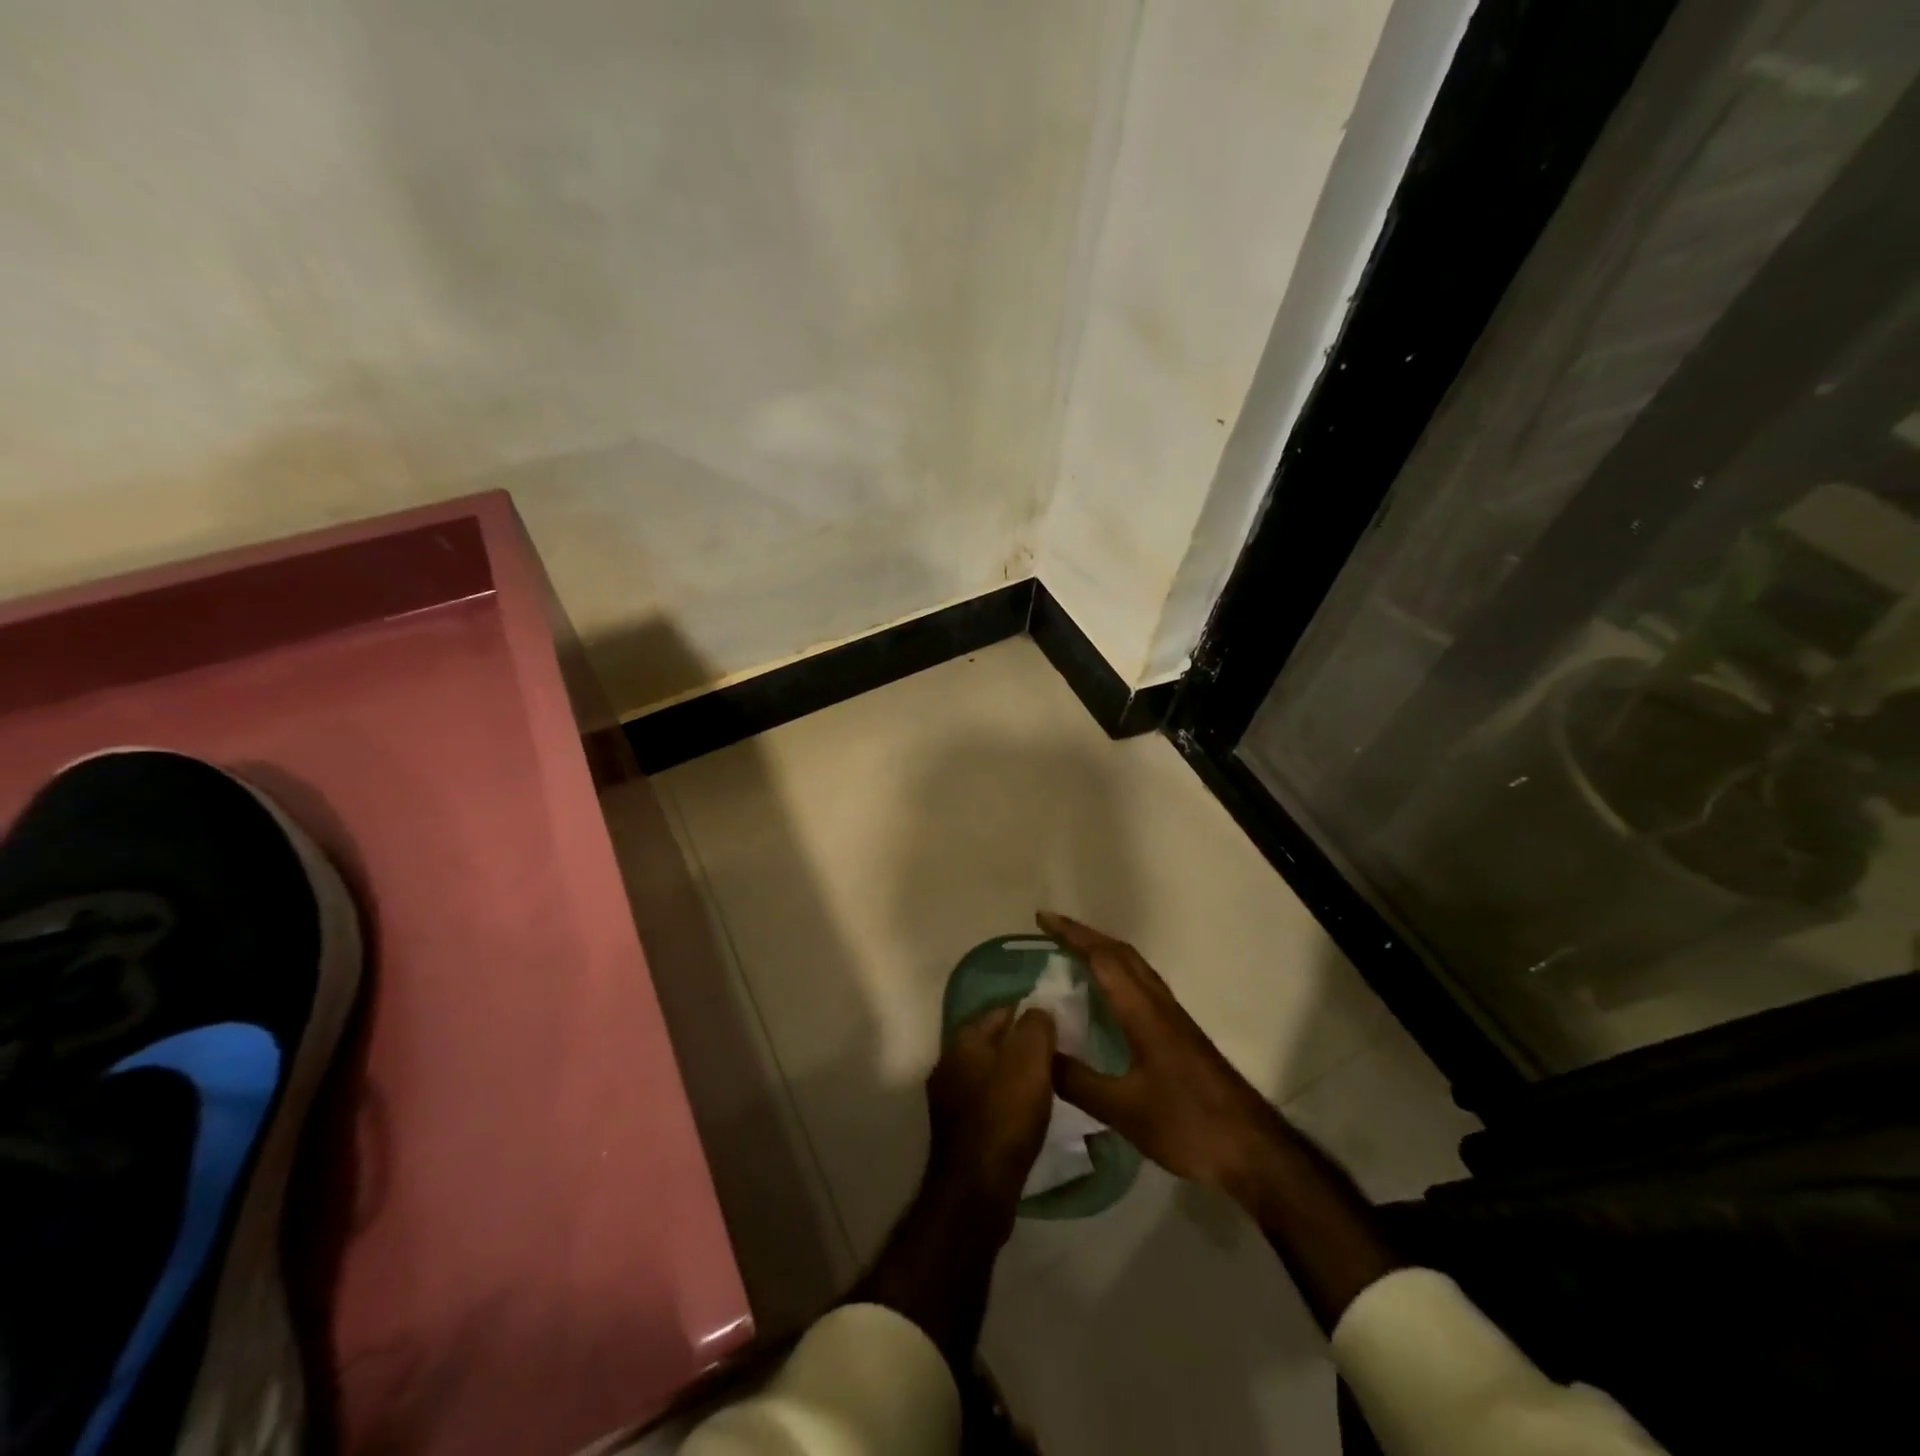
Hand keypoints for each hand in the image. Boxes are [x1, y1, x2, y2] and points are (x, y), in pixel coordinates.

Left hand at [925, 1003, 1057, 1211]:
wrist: (977, 1189)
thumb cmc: (1005, 1115)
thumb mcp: (1030, 1060)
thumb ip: (1036, 1026)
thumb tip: (1038, 1011)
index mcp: (963, 1039)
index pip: (1001, 1010)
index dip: (1030, 1014)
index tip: (1057, 1025)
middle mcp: (948, 1062)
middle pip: (993, 1042)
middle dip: (1021, 1045)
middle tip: (1055, 1055)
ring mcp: (948, 1097)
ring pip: (989, 1072)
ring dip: (1013, 1075)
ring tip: (1045, 1085)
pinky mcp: (956, 1129)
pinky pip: (986, 1101)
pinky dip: (1006, 1101)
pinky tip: (1025, 1114)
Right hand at [1038, 912, 1286, 1198]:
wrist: (1252, 1149)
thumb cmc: (1188, 1123)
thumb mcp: (1124, 1110)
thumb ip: (1079, 1081)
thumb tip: (1038, 1053)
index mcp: (1144, 1012)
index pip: (1104, 958)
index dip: (1072, 935)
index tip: (1042, 918)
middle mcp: (1159, 1004)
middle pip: (1122, 954)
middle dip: (1085, 936)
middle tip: (1051, 931)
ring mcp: (1173, 1019)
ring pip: (1135, 969)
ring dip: (1103, 952)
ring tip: (1071, 955)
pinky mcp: (1180, 1035)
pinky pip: (1142, 987)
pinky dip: (1117, 975)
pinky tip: (1106, 999)